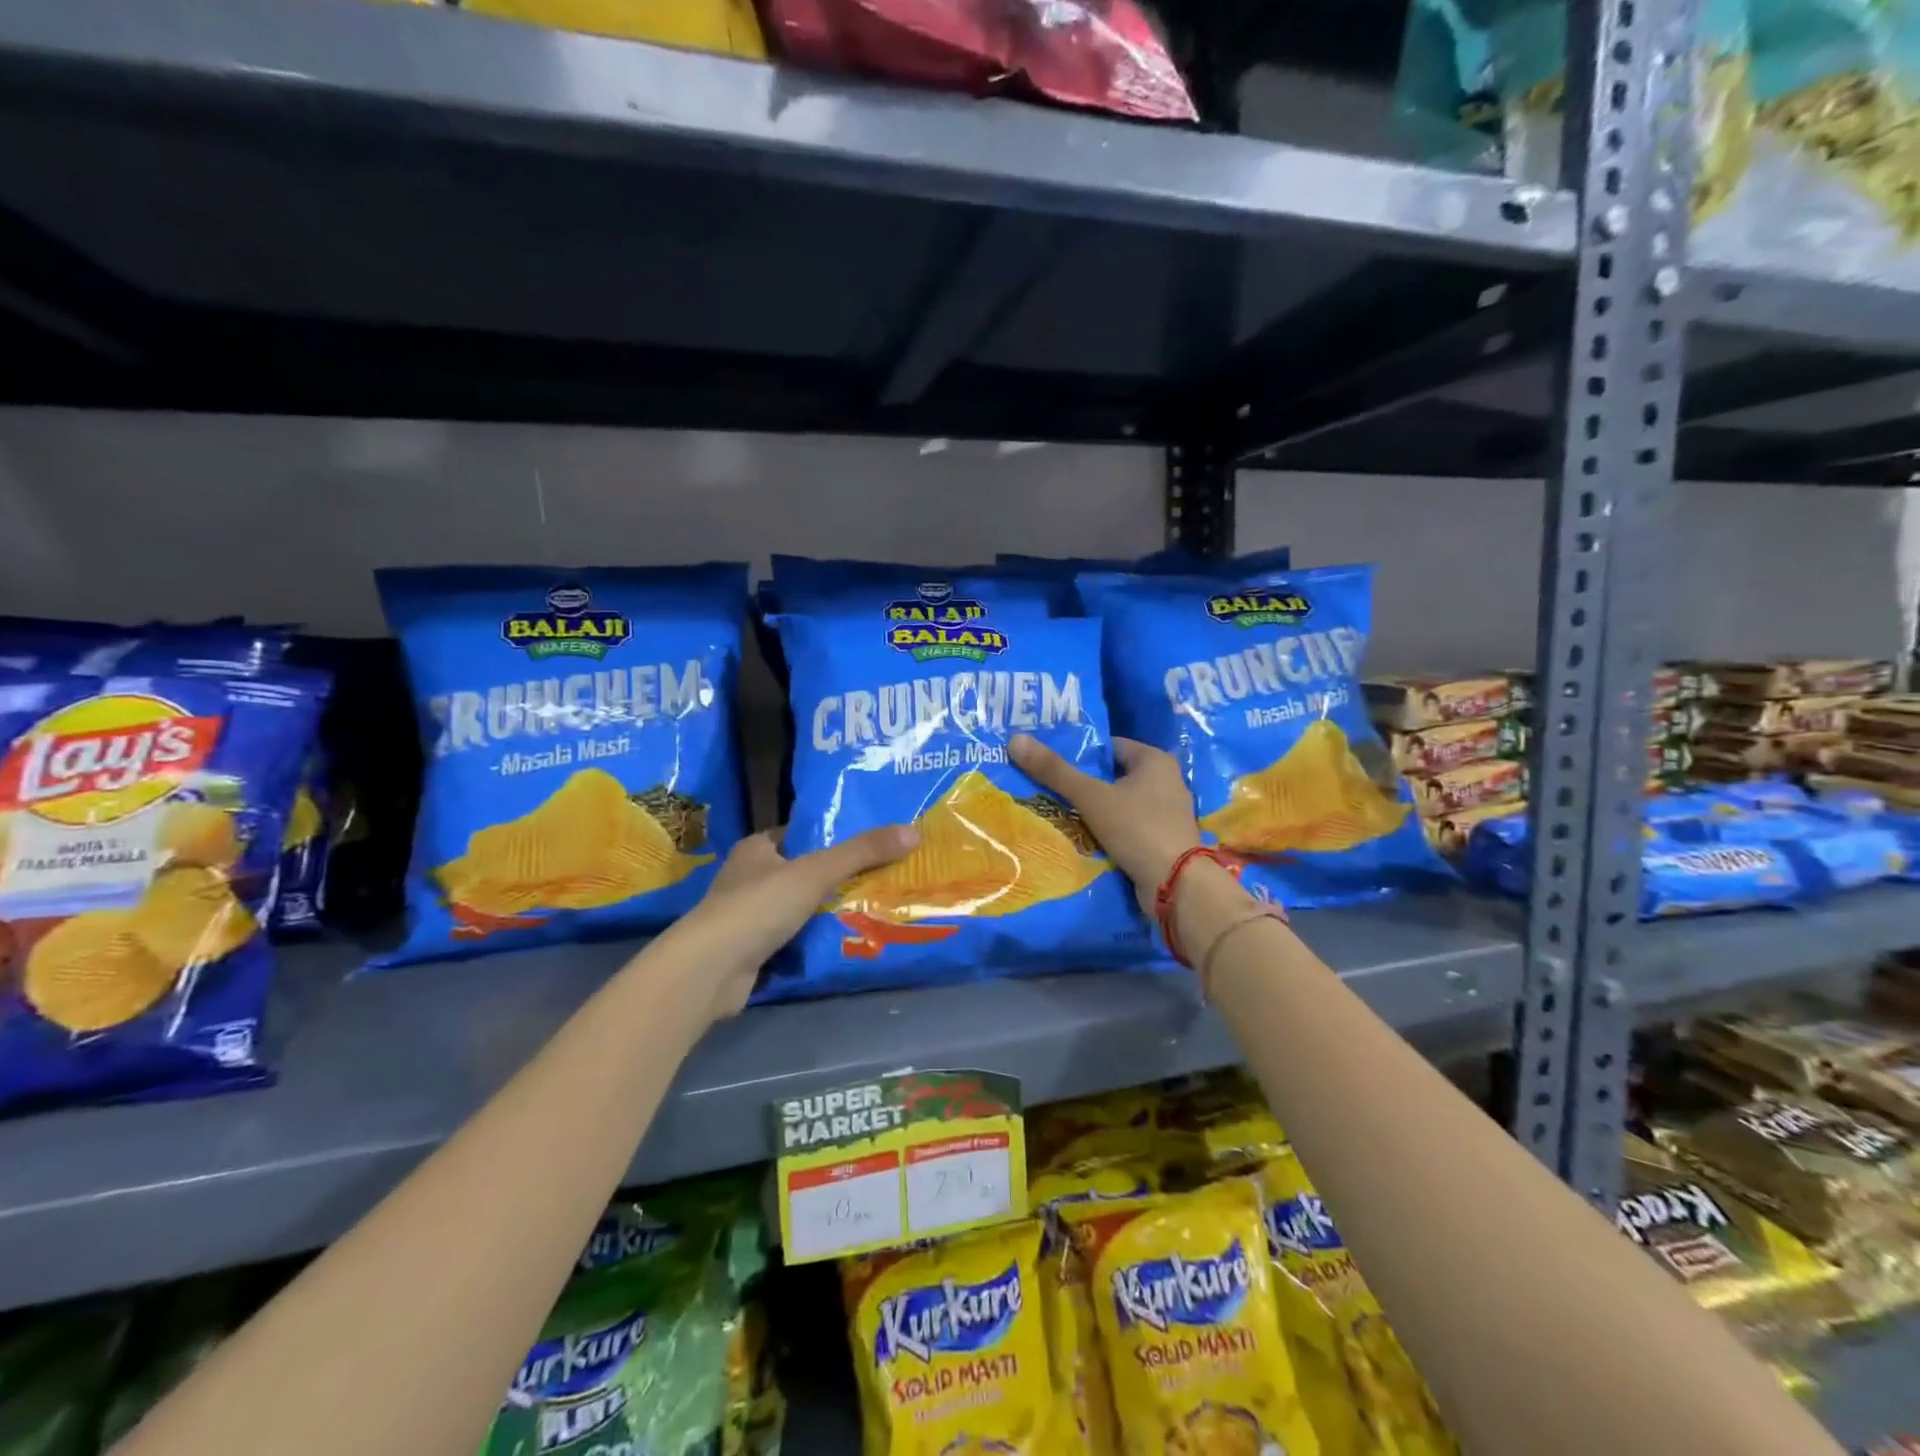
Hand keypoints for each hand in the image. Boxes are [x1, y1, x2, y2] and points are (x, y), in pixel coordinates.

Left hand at [677, 824, 918, 1022]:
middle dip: (837, 877)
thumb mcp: (816, 871)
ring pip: (799, 908)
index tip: (871, 841)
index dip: (832, 836)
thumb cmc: (758, 906)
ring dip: (828, 911)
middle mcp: (749, 878)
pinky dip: (815, 941)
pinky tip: (847, 942)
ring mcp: (749, 917)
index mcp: (756, 849)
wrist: (711, 971)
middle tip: (883, 876)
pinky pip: (794, 939)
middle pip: (803, 872)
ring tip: (876, 908)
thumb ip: (862, 852)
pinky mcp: (752, 951)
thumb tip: (914, 831)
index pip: (800, 834)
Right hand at [1009, 735, 1200, 909]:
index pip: (1110, 746)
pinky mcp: (1164, 839)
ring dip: (1096, 809)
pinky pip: (1129, 826)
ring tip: (1060, 813)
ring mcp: (1168, 812)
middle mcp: (1167, 780)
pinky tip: (1086, 837)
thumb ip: (1054, 770)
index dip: (1080, 753)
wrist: (1176, 884)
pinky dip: (1110, 829)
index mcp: (1155, 760)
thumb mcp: (1091, 797)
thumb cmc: (1137, 828)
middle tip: (1048, 788)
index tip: (1051, 763)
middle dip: (1085, 783)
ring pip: (1121, 803)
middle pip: (1114, 775)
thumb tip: (1015, 740)